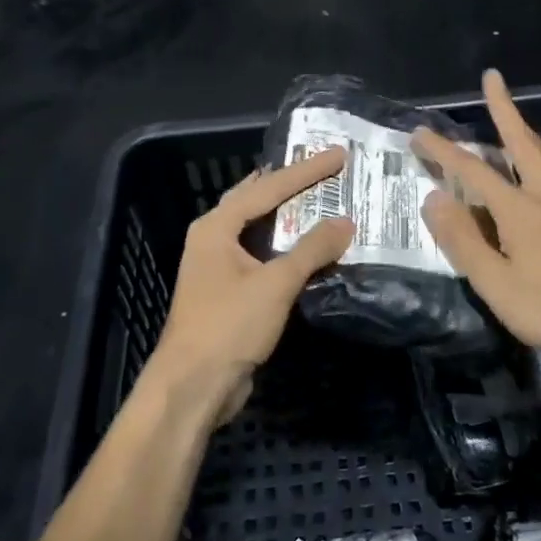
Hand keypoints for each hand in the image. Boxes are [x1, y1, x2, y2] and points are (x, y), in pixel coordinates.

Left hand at [148, 147, 353, 423]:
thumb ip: (312, 250)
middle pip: (258, 200)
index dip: (306, 170)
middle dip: (293, 184)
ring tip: (325, 199)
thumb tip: (346, 223)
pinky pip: (264, 256)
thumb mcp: (275, 284)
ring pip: (261, 229)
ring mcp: (220, 266)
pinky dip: (289, 247)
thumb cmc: (229, 326)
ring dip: (292, 217)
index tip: (339, 155)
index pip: (267, 187)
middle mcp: (214, 238)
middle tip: (328, 168)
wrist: (194, 386)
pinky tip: (312, 248)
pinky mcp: (230, 291)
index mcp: (216, 226)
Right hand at [415, 70, 540, 376]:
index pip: (474, 171)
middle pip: (523, 143)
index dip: (444, 150)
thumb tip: (434, 198)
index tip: (419, 132)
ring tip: (514, 118)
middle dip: (504, 109)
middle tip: (493, 79)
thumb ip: (463, 239)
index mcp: (521, 210)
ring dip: (527, 131)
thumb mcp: (495, 284)